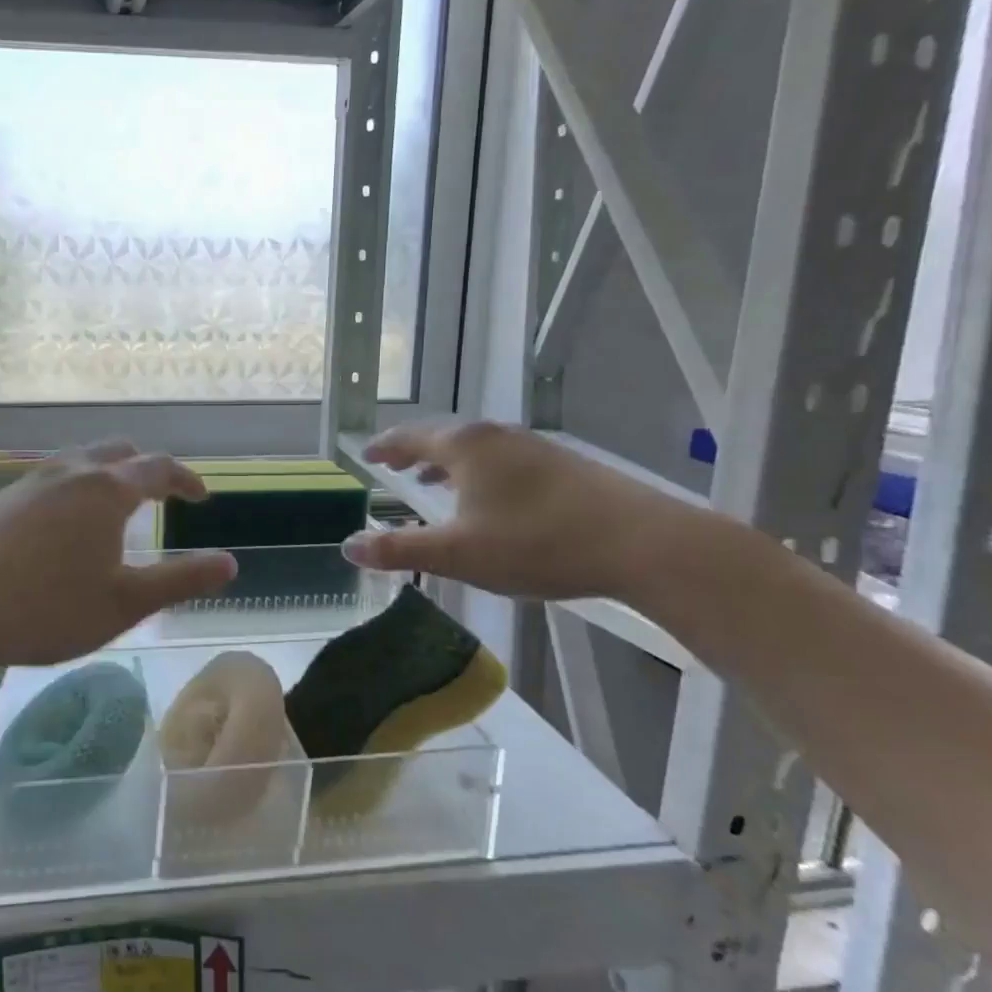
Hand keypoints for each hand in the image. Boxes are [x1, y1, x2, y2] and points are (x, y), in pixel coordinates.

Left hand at [0, 442, 237, 669]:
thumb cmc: (45, 608)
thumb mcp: (124, 603)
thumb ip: (180, 580)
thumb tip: (230, 563)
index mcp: (106, 490)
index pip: (157, 468)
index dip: (185, 479)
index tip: (201, 496)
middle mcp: (68, 472)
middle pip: (116, 452)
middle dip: (144, 468)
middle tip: (158, 495)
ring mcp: (27, 482)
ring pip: (77, 461)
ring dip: (104, 476)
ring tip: (111, 509)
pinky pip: (48, 480)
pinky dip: (71, 489)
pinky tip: (59, 527)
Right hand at [341, 419, 685, 601]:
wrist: (642, 543)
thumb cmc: (537, 543)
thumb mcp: (458, 554)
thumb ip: (400, 550)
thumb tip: (349, 546)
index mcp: (465, 448)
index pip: (411, 438)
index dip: (386, 447)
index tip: (368, 454)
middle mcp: (497, 436)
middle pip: (444, 438)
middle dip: (416, 453)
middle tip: (395, 466)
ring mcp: (535, 447)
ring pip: (478, 449)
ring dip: (449, 463)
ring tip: (435, 482)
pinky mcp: (565, 465)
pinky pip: (505, 461)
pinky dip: (481, 472)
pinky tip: (492, 499)